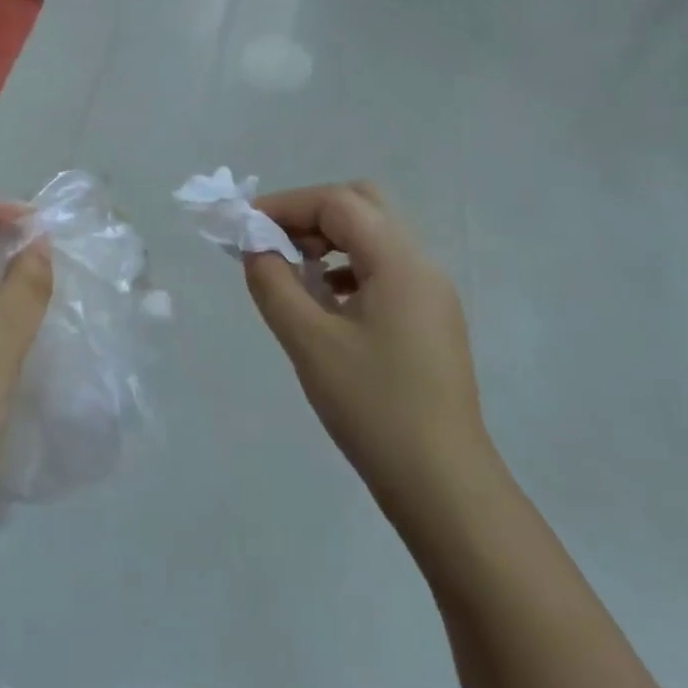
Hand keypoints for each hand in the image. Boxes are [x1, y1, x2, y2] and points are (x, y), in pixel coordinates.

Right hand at [243, 181, 493, 527]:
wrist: (442, 484)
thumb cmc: (372, 407)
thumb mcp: (309, 342)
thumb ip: (273, 283)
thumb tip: (255, 246)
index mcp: (400, 262)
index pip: (339, 203)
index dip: (286, 204)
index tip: (245, 225)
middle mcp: (422, 265)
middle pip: (364, 205)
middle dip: (311, 214)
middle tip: (273, 242)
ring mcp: (430, 293)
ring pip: (374, 237)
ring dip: (329, 239)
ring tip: (291, 272)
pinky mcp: (429, 319)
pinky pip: (383, 269)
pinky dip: (347, 267)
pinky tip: (324, 301)